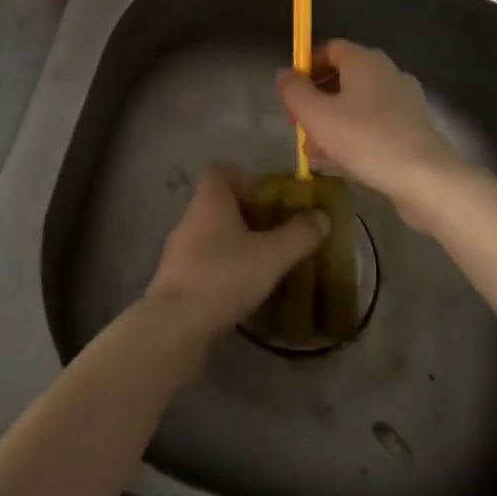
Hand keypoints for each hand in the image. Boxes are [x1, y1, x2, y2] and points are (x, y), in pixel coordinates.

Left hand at [145, 164, 327, 341]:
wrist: (175, 324)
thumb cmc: (224, 277)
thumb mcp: (271, 255)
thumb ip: (299, 234)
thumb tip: (321, 216)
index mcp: (209, 201)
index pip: (220, 171)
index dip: (245, 178)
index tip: (269, 199)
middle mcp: (190, 218)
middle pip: (219, 202)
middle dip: (249, 214)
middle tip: (276, 234)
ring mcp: (179, 249)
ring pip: (212, 233)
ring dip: (237, 243)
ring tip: (264, 263)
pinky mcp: (176, 278)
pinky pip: (205, 260)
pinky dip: (224, 267)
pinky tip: (242, 288)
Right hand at [276, 40, 463, 214]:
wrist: (424, 178)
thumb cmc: (364, 138)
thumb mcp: (315, 115)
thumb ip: (294, 90)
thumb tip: (285, 74)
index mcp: (364, 60)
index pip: (330, 48)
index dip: (306, 66)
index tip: (291, 93)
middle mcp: (387, 72)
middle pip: (343, 78)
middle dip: (317, 100)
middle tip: (299, 126)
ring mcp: (405, 101)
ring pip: (358, 105)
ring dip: (332, 122)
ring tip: (314, 152)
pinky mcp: (414, 128)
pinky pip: (375, 124)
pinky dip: (354, 136)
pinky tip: (340, 162)